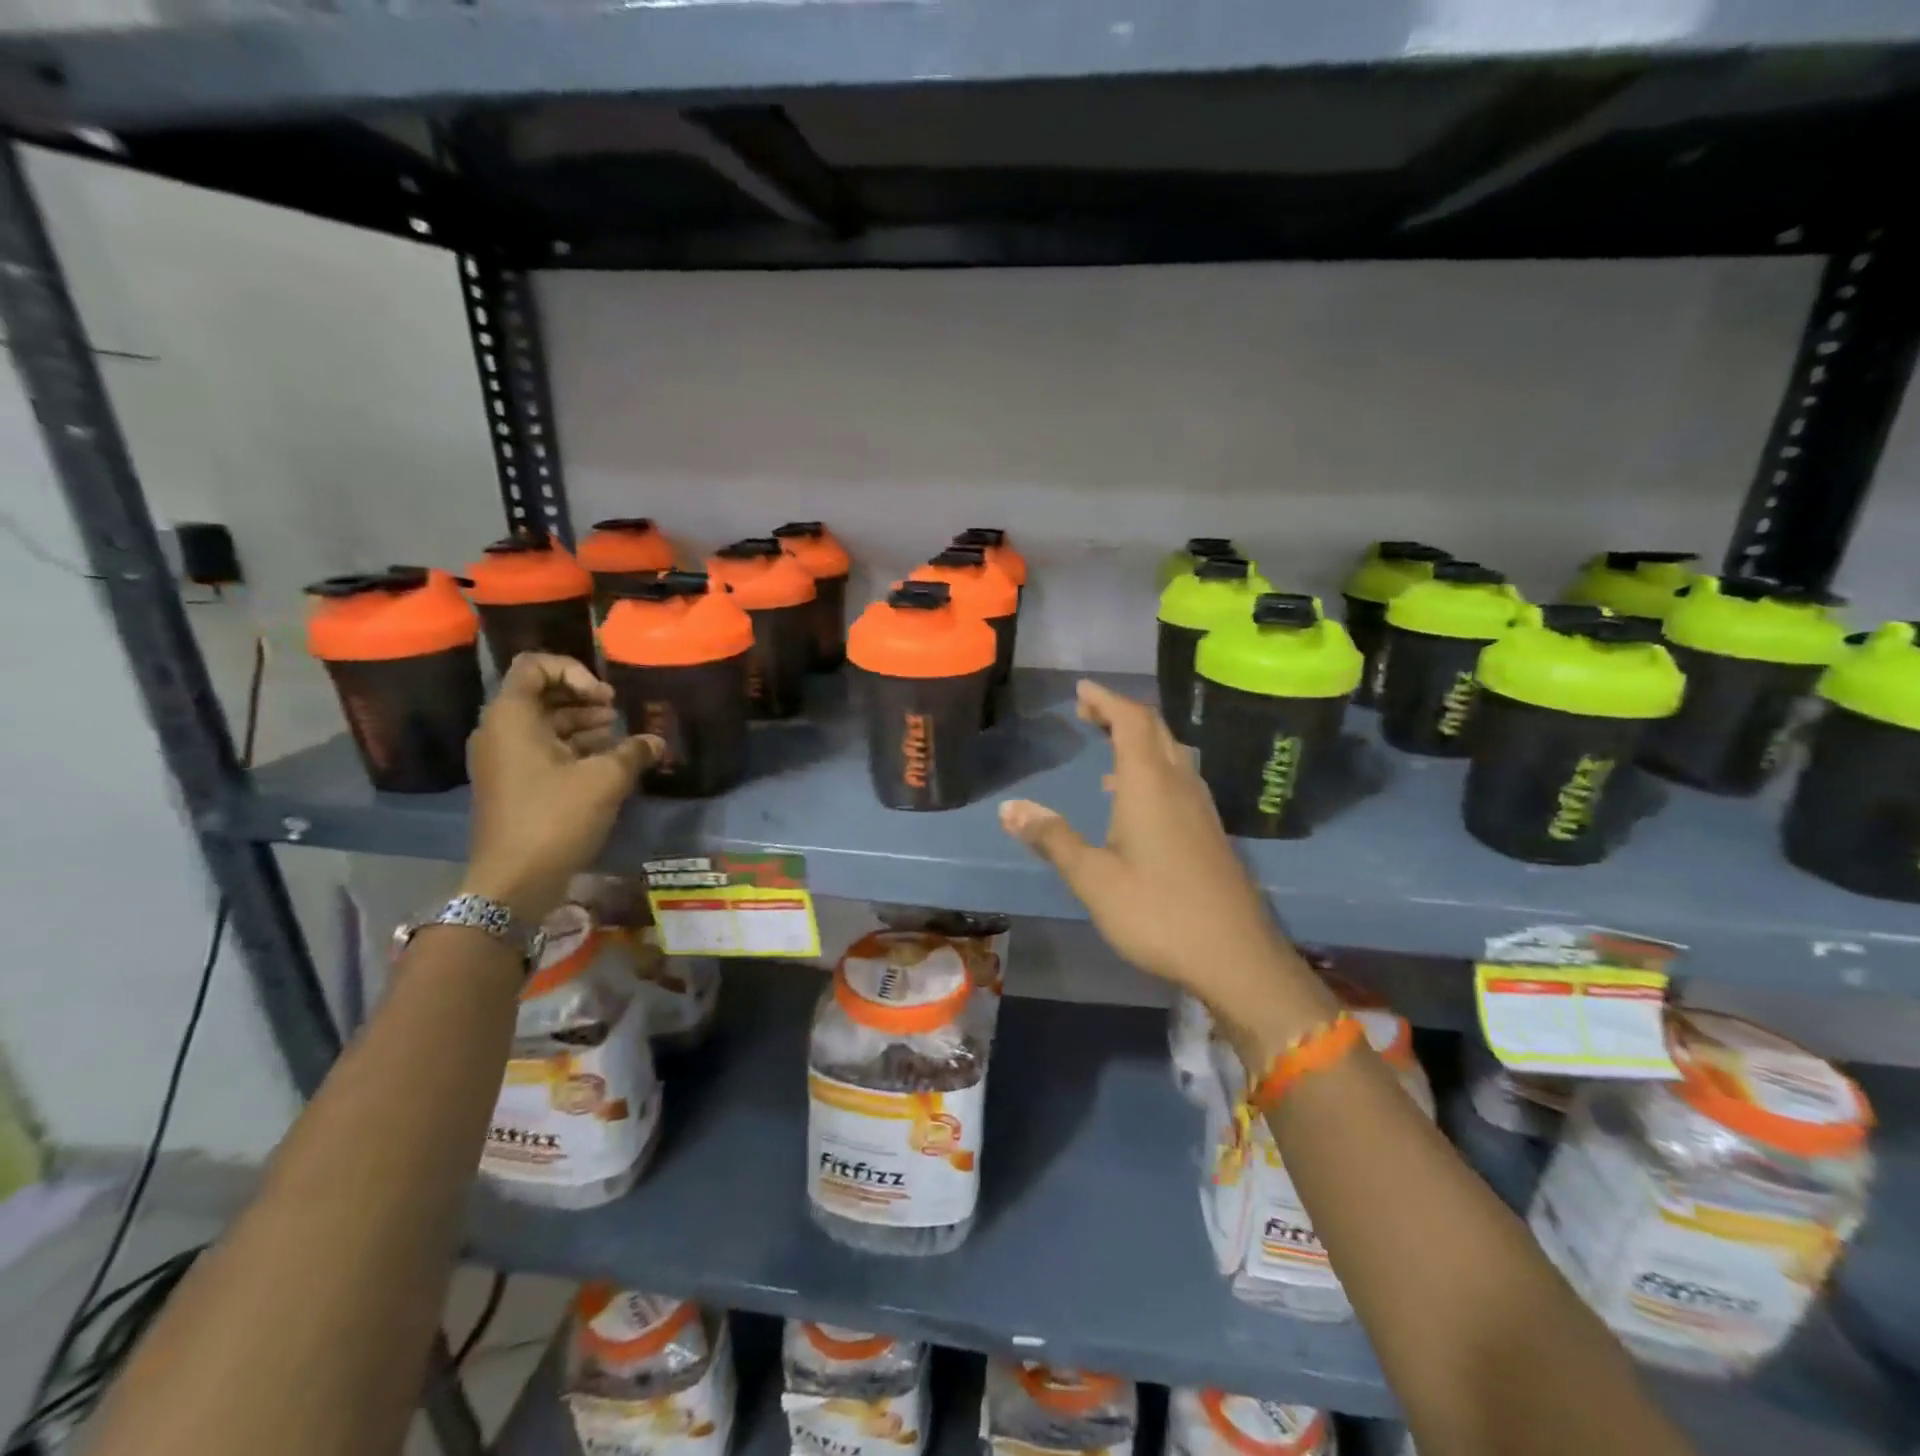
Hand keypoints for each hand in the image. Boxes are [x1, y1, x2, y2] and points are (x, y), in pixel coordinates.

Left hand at [462, 653, 661, 924]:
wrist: (513, 881)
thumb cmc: (555, 818)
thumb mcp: (605, 779)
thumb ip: (634, 751)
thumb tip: (655, 741)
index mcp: (512, 718)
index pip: (535, 666)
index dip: (574, 671)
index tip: (604, 697)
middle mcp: (499, 731)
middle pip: (541, 695)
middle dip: (583, 699)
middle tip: (617, 714)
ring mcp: (503, 760)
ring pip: (544, 724)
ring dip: (582, 724)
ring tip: (619, 738)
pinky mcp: (512, 784)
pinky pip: (542, 750)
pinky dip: (573, 749)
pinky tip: (607, 763)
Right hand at [998, 680, 1334, 1049]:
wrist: (1235, 957)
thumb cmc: (1157, 913)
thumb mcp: (1093, 878)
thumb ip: (1052, 838)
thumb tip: (1009, 807)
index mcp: (1149, 785)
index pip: (1131, 721)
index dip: (1106, 700)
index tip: (1080, 691)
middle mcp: (1180, 785)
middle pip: (1155, 730)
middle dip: (1121, 713)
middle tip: (1089, 712)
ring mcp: (1201, 809)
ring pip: (1171, 754)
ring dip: (1140, 740)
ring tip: (1108, 747)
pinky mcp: (1210, 832)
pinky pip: (1179, 780)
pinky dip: (1153, 769)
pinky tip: (1134, 800)